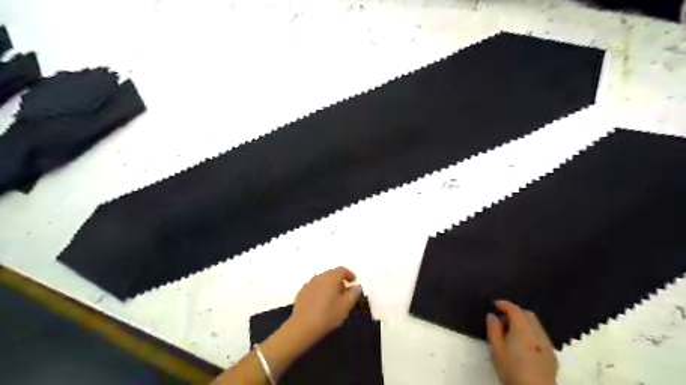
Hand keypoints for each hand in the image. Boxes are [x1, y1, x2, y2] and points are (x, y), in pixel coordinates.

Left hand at [287, 267, 360, 342]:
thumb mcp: (346, 306)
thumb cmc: (327, 315)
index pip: (342, 270)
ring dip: (329, 286)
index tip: (353, 281)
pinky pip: (314, 288)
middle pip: (331, 274)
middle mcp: (319, 277)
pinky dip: (320, 291)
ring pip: (322, 281)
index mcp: (331, 278)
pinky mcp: (301, 293)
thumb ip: (354, 294)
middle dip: (339, 281)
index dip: (349, 274)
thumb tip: (356, 286)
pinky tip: (321, 303)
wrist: (302, 327)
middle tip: (345, 292)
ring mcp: (308, 284)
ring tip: (333, 299)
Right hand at [487, 301, 555, 384]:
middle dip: (514, 312)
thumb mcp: (496, 350)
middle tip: (501, 320)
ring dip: (522, 322)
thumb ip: (493, 329)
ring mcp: (547, 344)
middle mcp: (538, 333)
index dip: (503, 304)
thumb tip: (492, 315)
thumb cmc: (512, 370)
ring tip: (509, 333)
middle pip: (527, 314)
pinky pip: (540, 335)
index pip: (514, 309)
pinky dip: (530, 332)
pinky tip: (522, 345)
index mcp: (523, 330)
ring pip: (535, 324)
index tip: (493, 305)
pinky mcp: (552, 355)